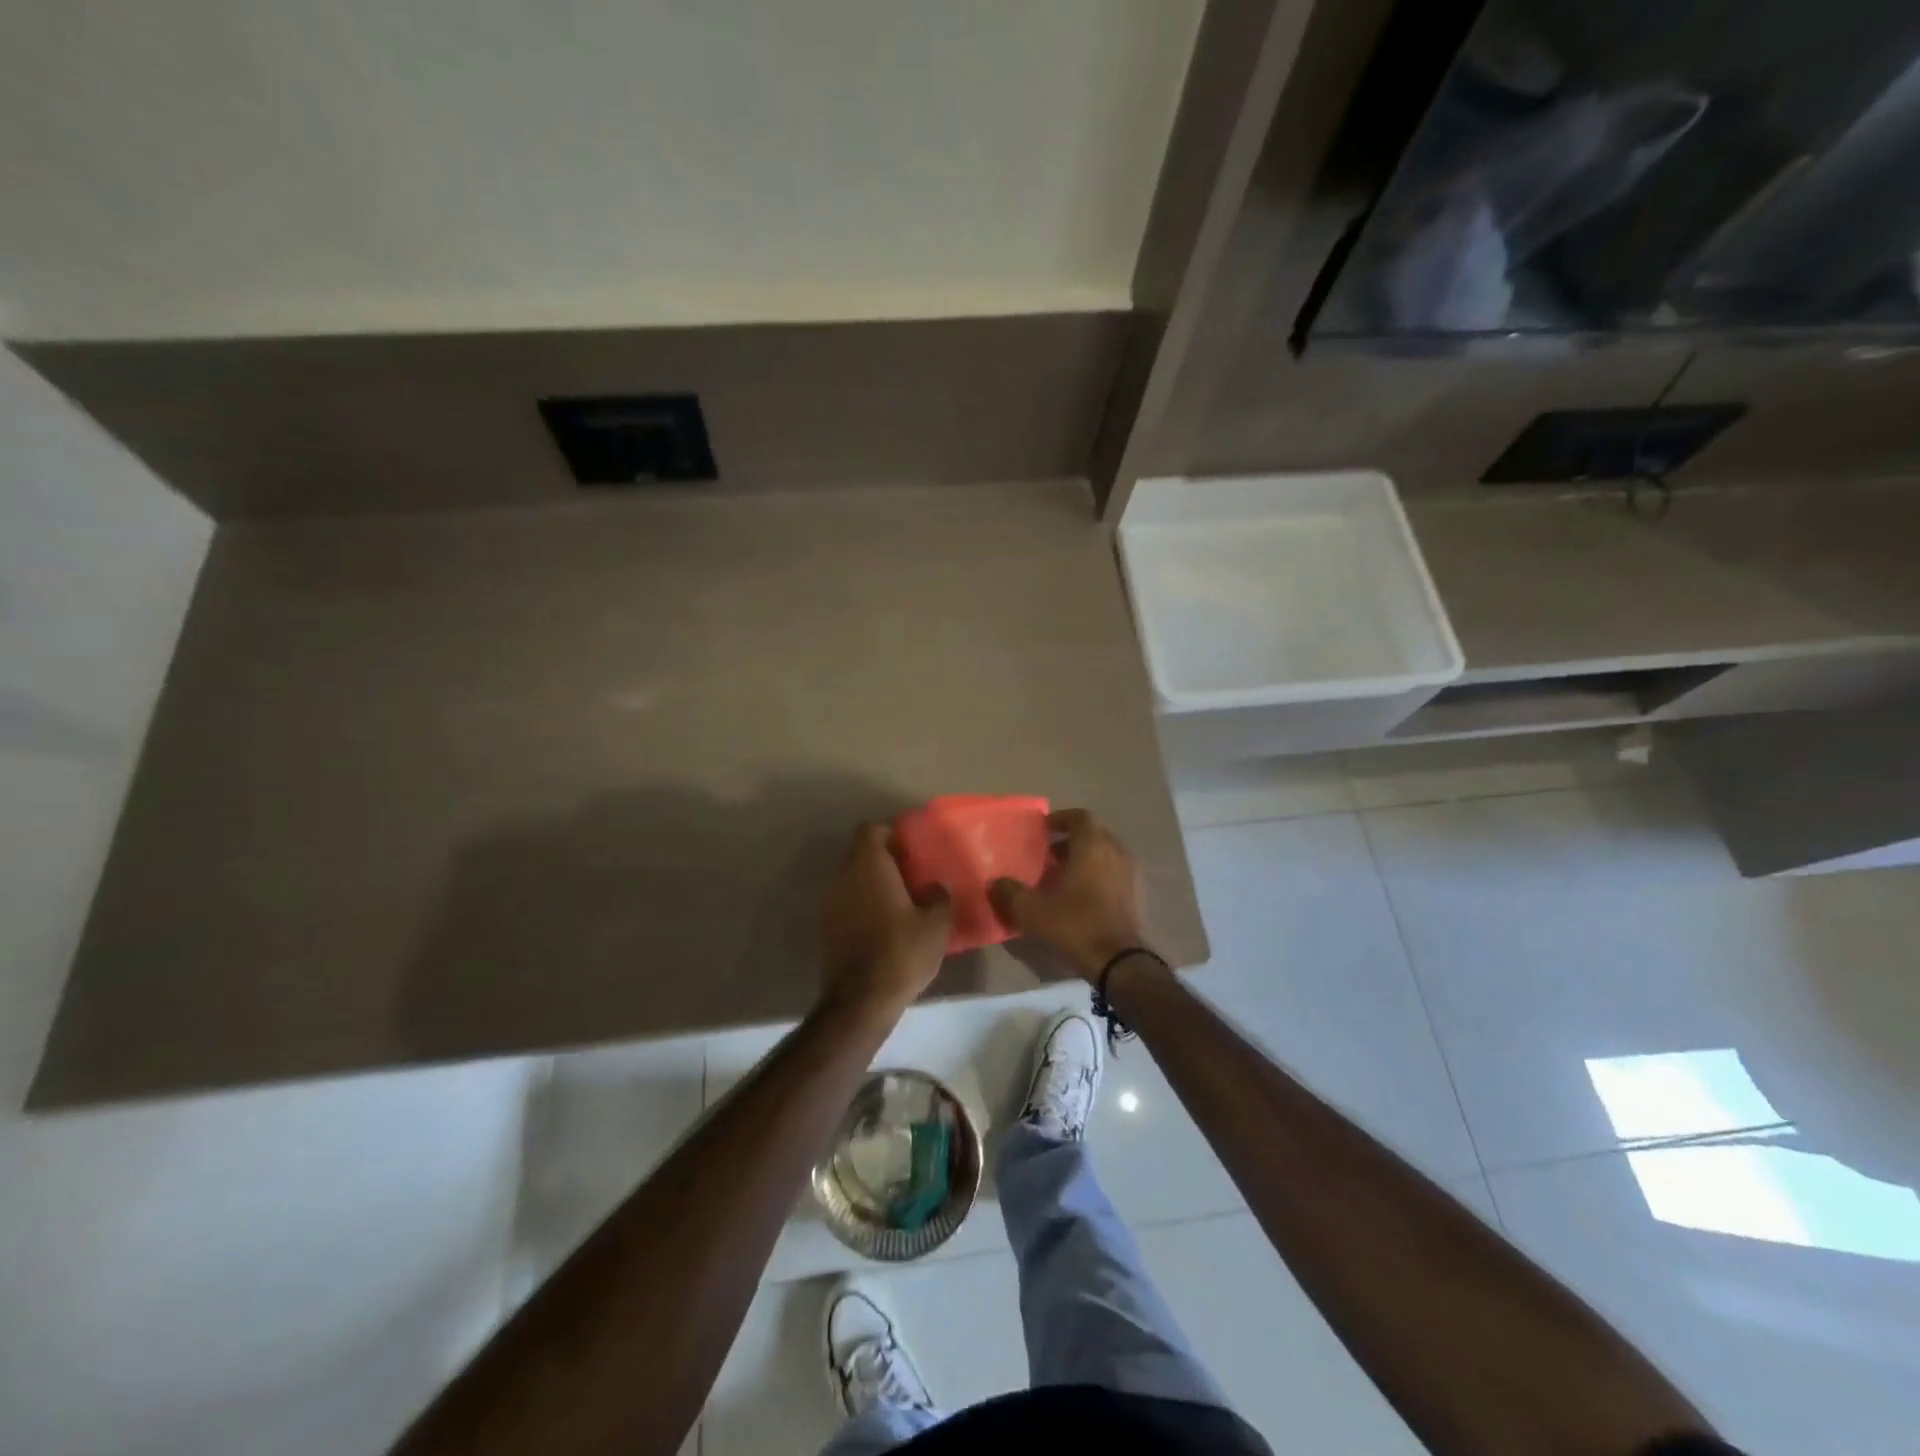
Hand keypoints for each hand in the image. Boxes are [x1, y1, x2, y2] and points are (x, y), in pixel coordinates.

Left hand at [818, 823, 952, 1014]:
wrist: (860, 1000)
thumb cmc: (902, 952)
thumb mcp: (937, 924)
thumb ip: (939, 896)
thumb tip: (934, 887)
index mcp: (868, 865)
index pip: (872, 830)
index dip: (892, 833)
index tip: (913, 848)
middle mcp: (843, 876)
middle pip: (861, 853)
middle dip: (885, 858)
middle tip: (913, 874)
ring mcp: (829, 902)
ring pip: (853, 878)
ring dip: (874, 883)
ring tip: (902, 900)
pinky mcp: (826, 927)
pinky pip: (847, 901)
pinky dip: (864, 904)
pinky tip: (886, 924)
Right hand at [990, 809, 1149, 980]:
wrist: (1119, 962)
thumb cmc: (1074, 924)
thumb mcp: (1032, 909)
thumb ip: (1009, 892)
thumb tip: (995, 883)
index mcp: (1093, 845)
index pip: (1080, 817)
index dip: (1060, 819)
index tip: (1043, 829)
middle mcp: (1116, 852)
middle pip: (1093, 836)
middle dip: (1070, 842)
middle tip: (1048, 856)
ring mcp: (1131, 875)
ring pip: (1105, 857)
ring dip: (1084, 861)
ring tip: (1061, 879)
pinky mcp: (1137, 897)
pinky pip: (1114, 876)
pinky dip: (1098, 879)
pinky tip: (1080, 899)